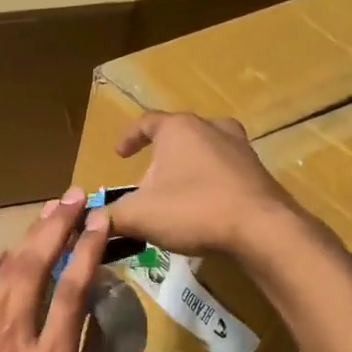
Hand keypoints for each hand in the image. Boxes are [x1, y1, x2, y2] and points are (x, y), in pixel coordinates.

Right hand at [106, 112, 309, 258]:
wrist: (262, 229)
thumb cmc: (193, 210)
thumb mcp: (138, 215)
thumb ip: (109, 216)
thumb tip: (89, 220)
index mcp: (178, 129)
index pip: (146, 122)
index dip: (129, 138)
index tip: (119, 154)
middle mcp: (211, 128)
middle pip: (177, 136)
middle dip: (159, 158)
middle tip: (147, 184)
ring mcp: (240, 148)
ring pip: (204, 152)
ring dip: (187, 169)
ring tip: (175, 195)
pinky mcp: (257, 172)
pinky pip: (224, 172)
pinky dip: (210, 184)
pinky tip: (203, 209)